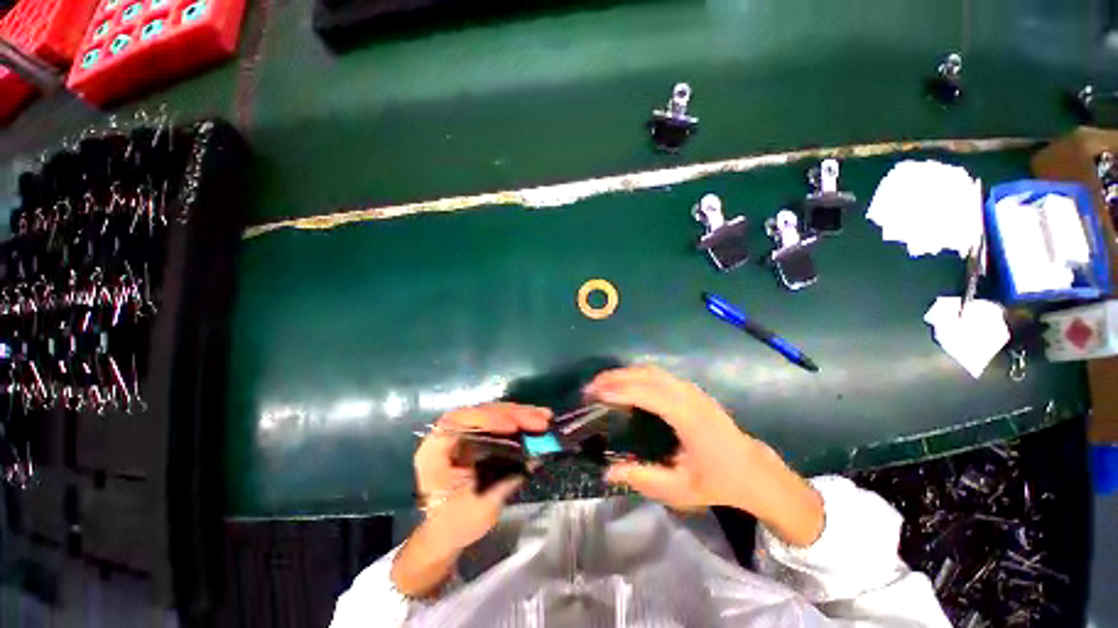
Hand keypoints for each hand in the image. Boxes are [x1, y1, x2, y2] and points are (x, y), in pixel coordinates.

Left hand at [392, 402, 549, 597]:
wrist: (447, 532)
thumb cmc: (455, 523)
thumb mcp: (479, 508)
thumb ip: (504, 482)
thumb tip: (533, 458)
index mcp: (435, 449)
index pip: (458, 421)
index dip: (486, 419)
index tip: (512, 427)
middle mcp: (450, 433)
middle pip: (482, 412)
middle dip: (513, 415)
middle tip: (540, 422)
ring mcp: (467, 431)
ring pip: (495, 413)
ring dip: (521, 414)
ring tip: (545, 418)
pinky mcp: (481, 433)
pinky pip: (502, 419)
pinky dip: (521, 419)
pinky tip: (538, 418)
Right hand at [585, 365, 823, 546]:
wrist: (754, 471)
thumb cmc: (718, 482)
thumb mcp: (680, 490)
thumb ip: (643, 479)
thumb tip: (608, 472)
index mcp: (688, 417)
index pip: (648, 394)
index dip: (620, 390)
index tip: (595, 394)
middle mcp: (689, 395)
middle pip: (647, 375)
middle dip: (616, 377)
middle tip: (591, 387)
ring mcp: (691, 389)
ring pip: (652, 370)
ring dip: (625, 373)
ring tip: (602, 384)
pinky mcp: (691, 389)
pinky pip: (658, 374)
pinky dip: (636, 375)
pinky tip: (624, 385)